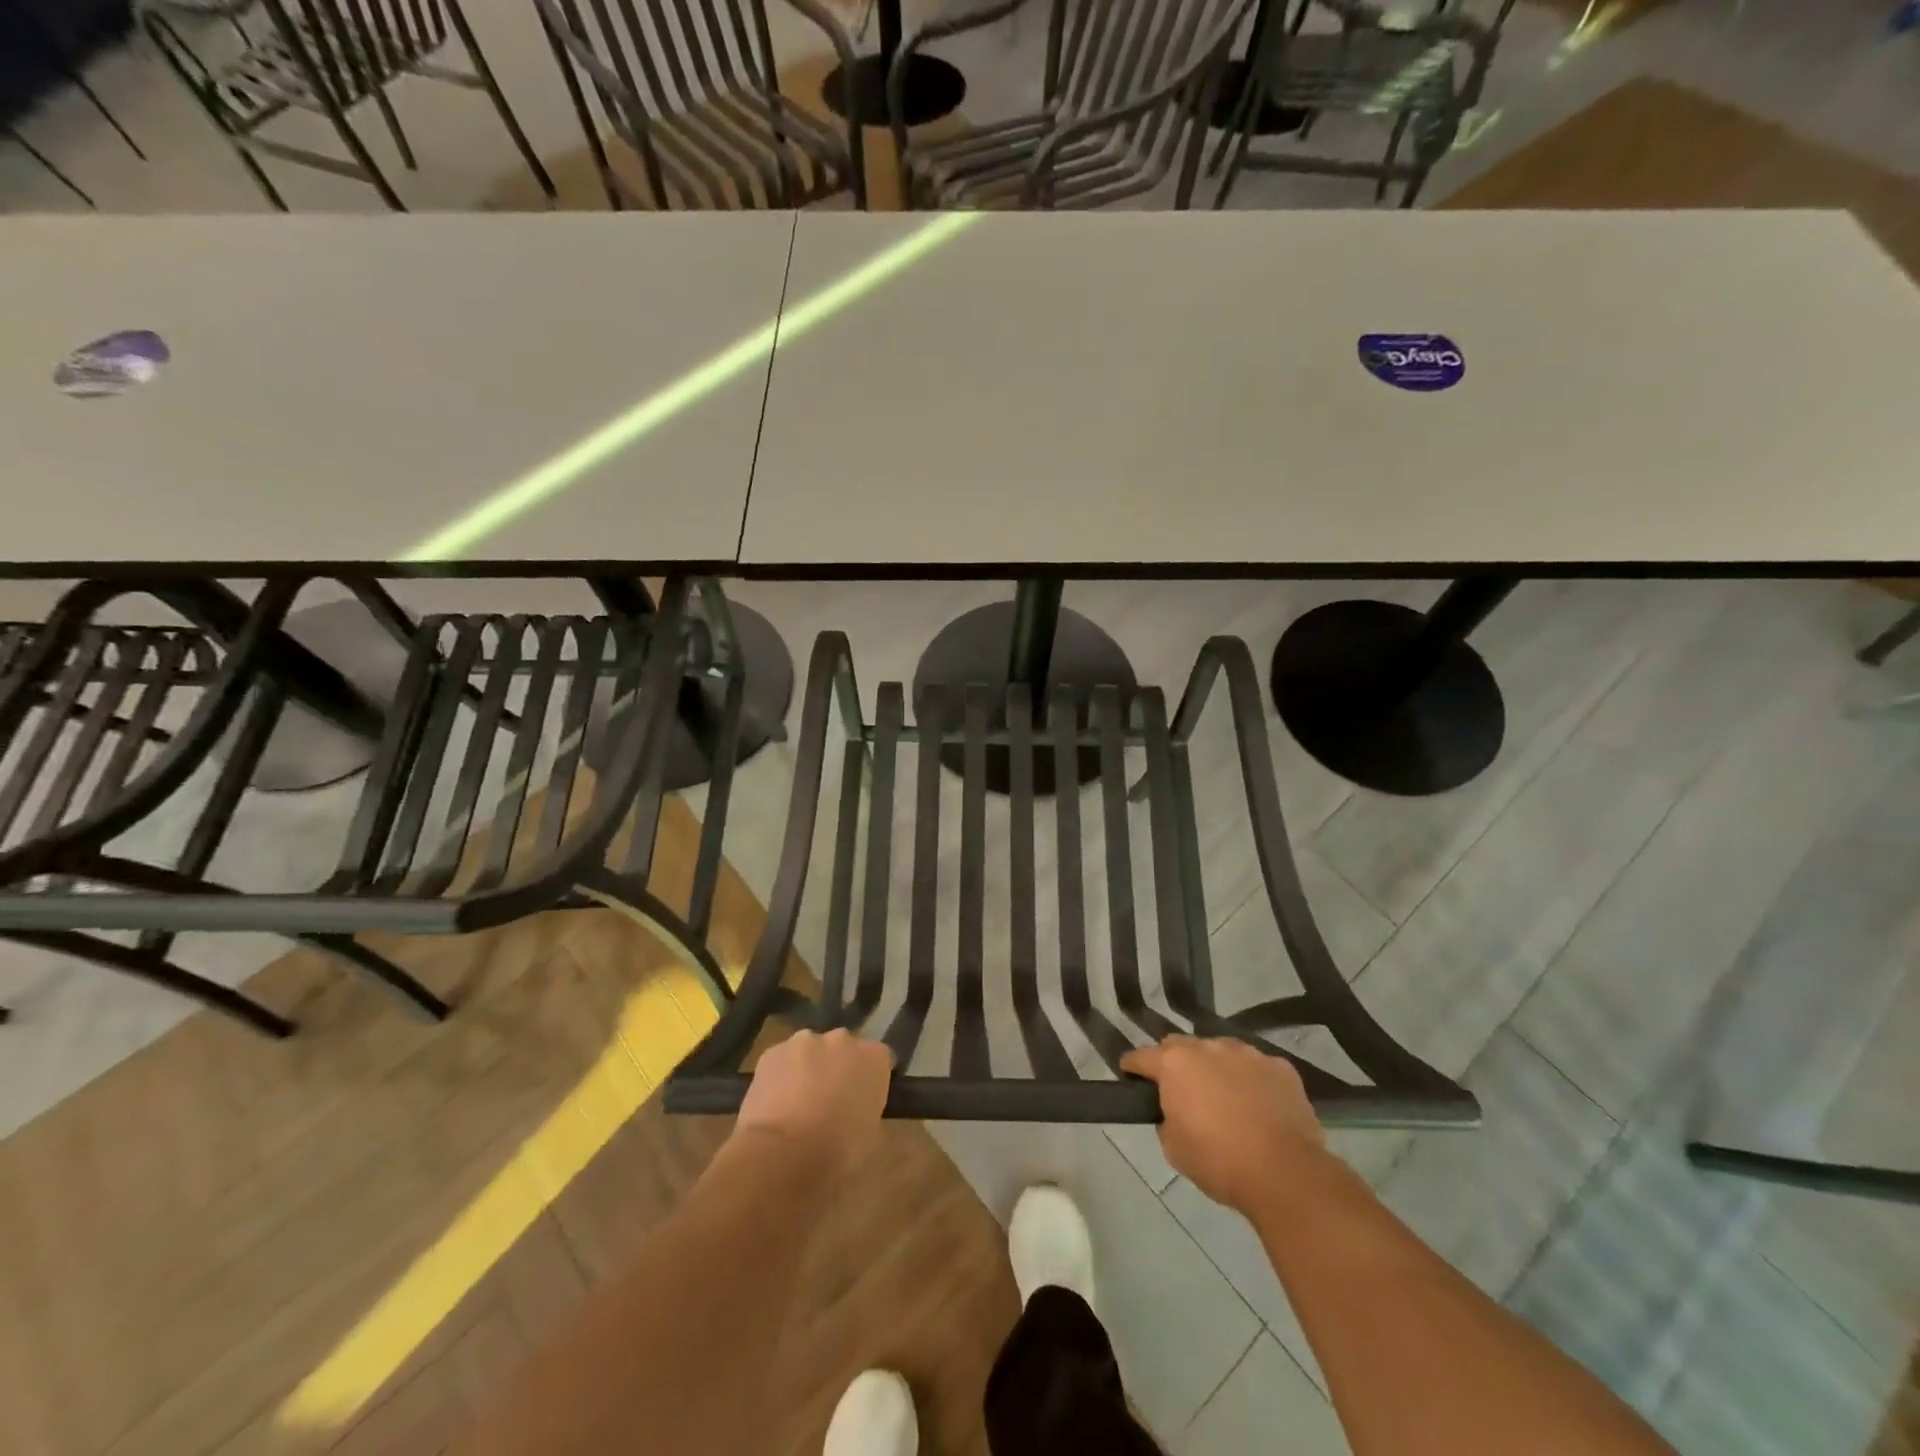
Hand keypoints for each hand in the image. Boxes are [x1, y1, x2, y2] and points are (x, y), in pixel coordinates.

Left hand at [734, 1029, 894, 1175]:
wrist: (781, 1155)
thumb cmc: (837, 1152)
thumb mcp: (870, 1135)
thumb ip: (867, 1108)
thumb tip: (856, 1108)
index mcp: (874, 1057)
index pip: (880, 1059)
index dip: (871, 1079)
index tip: (864, 1099)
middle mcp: (842, 1039)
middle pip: (844, 1048)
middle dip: (839, 1068)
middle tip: (830, 1101)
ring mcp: (805, 1041)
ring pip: (810, 1052)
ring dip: (808, 1069)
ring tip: (797, 1104)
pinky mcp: (772, 1052)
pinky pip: (782, 1061)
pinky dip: (781, 1076)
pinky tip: (774, 1104)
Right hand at [1120, 1036, 1324, 1213]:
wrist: (1285, 1173)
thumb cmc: (1219, 1162)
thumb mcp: (1174, 1148)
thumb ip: (1166, 1119)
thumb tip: (1175, 1110)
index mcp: (1175, 1063)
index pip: (1141, 1056)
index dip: (1132, 1066)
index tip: (1129, 1074)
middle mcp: (1208, 1046)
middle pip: (1181, 1046)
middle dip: (1175, 1063)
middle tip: (1180, 1091)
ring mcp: (1247, 1053)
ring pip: (1221, 1052)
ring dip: (1215, 1068)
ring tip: (1224, 1098)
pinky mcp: (1280, 1066)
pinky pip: (1256, 1067)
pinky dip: (1251, 1080)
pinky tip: (1258, 1105)